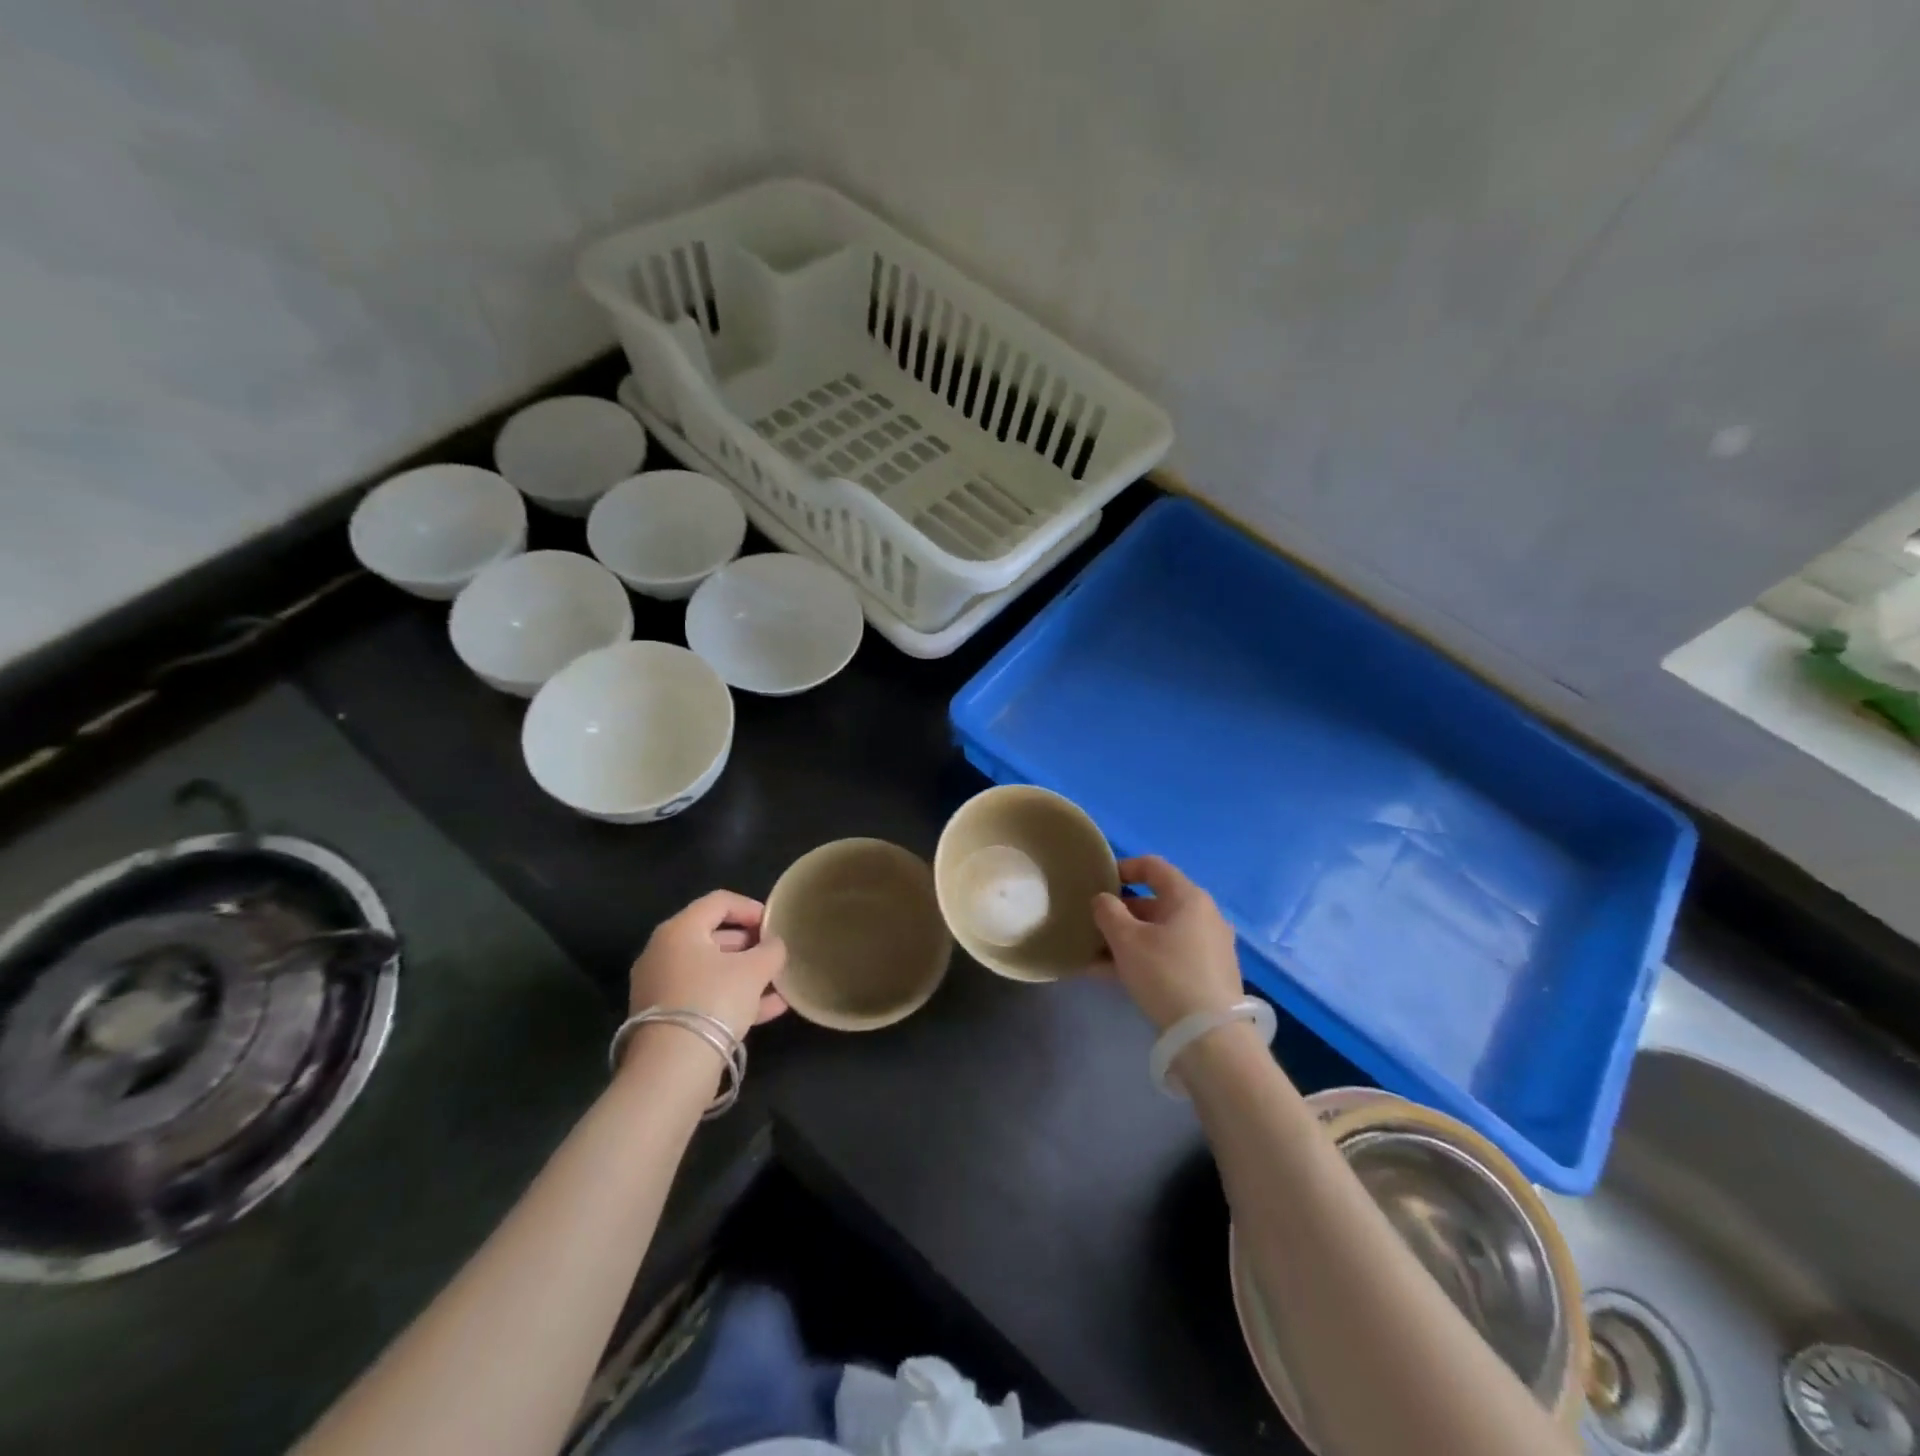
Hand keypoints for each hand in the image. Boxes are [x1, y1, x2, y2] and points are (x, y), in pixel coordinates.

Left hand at [627, 891, 787, 1041]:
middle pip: (713, 936)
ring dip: (745, 974)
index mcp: (680, 930)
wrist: (672, 1067)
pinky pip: (704, 995)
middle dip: (749, 944)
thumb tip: (774, 945)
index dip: (751, 908)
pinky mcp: (664, 1017)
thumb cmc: (714, 1000)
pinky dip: (732, 997)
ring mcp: (660, 986)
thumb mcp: (754, 970)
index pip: (719, 901)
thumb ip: (771, 950)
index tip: (775, 925)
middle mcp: (663, 952)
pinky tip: (768, 1009)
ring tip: (778, 984)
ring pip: (710, 970)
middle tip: (775, 954)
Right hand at [1092, 856, 1241, 1029]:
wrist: (1210, 1036)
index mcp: (1188, 897)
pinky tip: (1112, 977)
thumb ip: (1108, 912)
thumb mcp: (1126, 940)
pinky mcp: (1208, 975)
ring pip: (1158, 933)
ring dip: (1126, 940)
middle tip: (1092, 926)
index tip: (1099, 882)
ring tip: (1094, 956)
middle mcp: (1204, 916)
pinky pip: (1168, 955)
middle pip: (1155, 903)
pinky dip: (1142, 959)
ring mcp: (1209, 947)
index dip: (1123, 868)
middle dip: (1120, 914)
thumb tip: (1103, 900)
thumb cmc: (1166, 974)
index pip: (1153, 866)